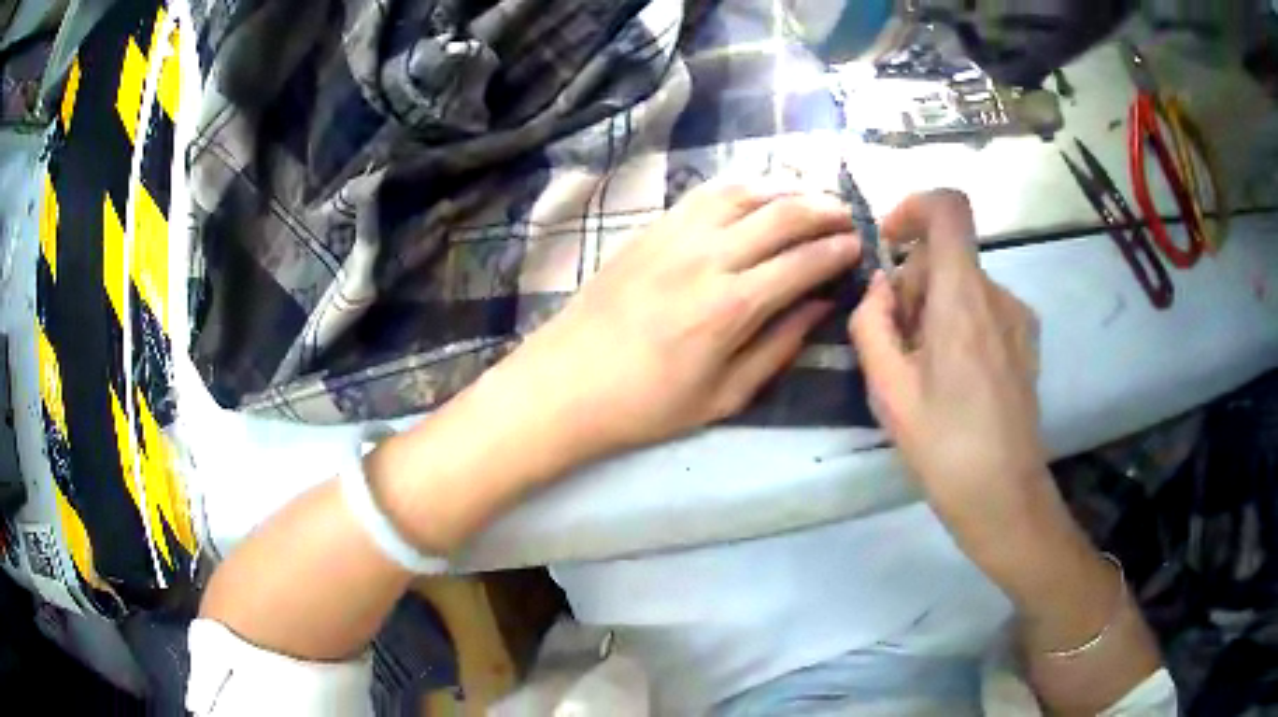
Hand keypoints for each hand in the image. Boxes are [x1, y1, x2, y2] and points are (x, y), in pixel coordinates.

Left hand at [487, 179, 860, 466]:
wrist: (565, 383)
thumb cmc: (645, 404)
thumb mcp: (723, 395)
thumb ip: (777, 347)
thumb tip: (818, 307)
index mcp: (731, 306)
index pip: (803, 262)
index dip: (838, 250)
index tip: (858, 246)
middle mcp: (708, 256)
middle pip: (782, 215)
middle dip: (824, 211)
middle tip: (847, 217)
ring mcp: (675, 234)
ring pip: (745, 192)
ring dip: (786, 190)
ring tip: (810, 200)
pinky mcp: (651, 228)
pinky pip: (706, 194)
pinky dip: (742, 188)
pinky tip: (757, 196)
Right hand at [848, 190, 1050, 557]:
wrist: (1004, 495)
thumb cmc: (943, 446)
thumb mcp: (887, 390)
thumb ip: (871, 323)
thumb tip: (878, 285)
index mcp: (962, 298)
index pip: (948, 208)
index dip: (913, 207)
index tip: (889, 243)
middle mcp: (997, 294)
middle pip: (947, 254)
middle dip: (912, 281)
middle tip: (896, 341)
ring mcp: (1017, 317)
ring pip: (964, 283)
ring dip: (934, 307)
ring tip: (922, 368)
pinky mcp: (1026, 340)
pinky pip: (983, 307)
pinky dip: (958, 322)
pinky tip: (952, 377)